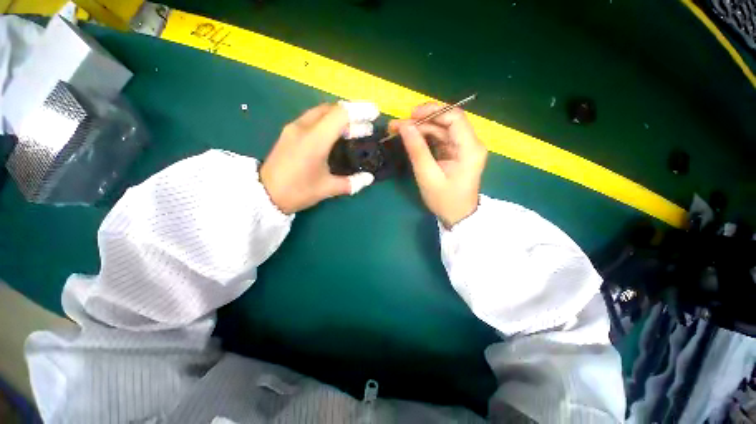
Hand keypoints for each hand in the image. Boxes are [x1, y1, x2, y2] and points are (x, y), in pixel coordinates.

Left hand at [260, 103, 374, 213]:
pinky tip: (335, 135)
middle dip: (352, 114)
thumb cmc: (298, 191)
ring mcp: (293, 128)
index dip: (360, 111)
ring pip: (321, 112)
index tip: (375, 113)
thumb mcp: (327, 189)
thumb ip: (351, 182)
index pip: (341, 114)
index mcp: (315, 140)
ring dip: (340, 118)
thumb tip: (369, 178)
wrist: (264, 195)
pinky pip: (312, 119)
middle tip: (366, 127)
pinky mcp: (289, 133)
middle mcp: (303, 127)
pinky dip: (328, 122)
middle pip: (331, 109)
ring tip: (354, 131)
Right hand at [389, 103, 486, 227]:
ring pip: (441, 129)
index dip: (432, 111)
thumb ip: (417, 150)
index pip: (454, 117)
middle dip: (421, 121)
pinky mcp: (456, 152)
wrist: (457, 216)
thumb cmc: (445, 200)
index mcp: (470, 149)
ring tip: (399, 131)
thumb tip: (404, 126)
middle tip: (397, 125)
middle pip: (446, 121)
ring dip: (420, 128)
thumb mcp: (428, 176)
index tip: (410, 115)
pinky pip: (440, 138)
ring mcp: (463, 147)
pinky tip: (410, 139)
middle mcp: (470, 143)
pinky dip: (424, 137)